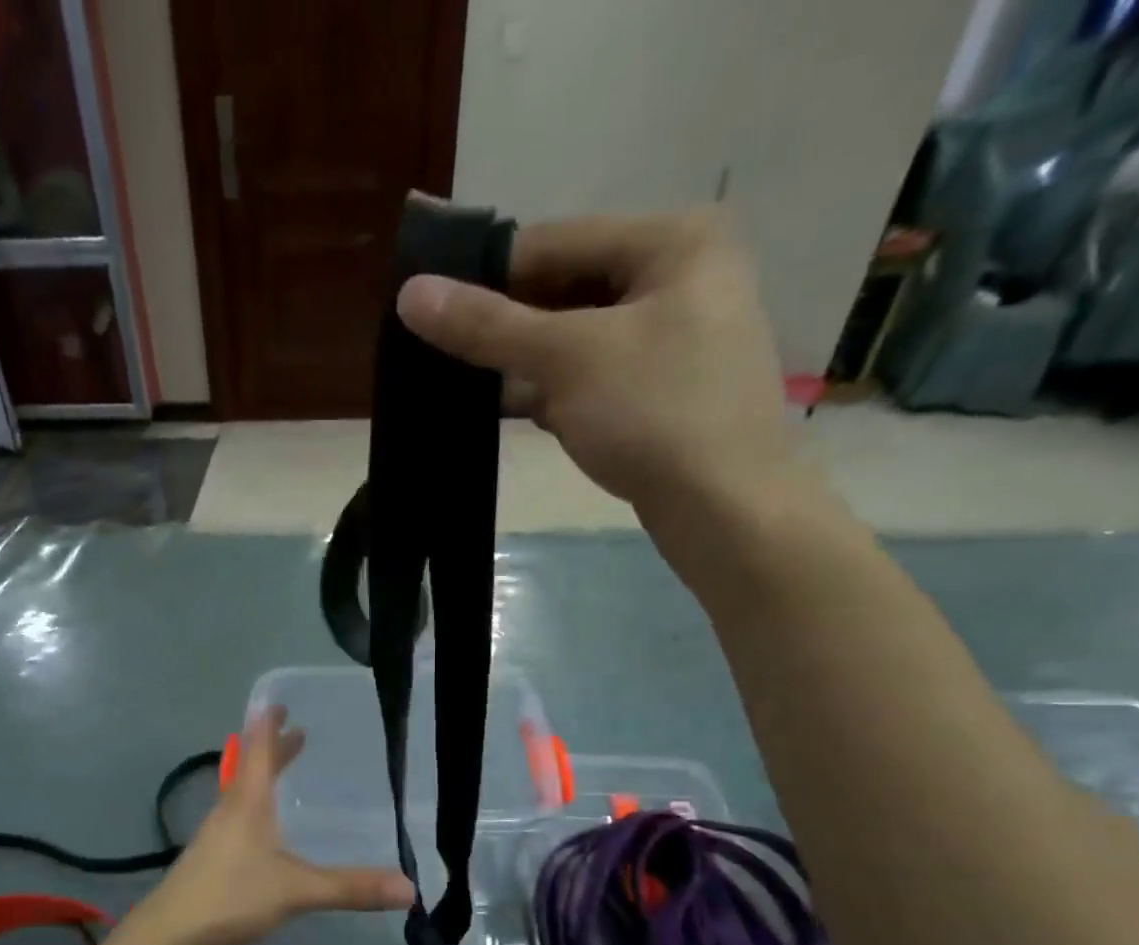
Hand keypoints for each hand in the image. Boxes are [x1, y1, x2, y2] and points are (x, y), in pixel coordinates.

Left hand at [139, 709, 414, 944]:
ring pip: (242, 792)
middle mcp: (230, 810)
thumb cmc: (231, 895)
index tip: (278, 702)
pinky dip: (255, 803)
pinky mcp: (211, 857)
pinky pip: (238, 816)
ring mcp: (216, 834)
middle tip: (294, 730)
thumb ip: (350, 888)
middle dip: (272, 747)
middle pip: (250, 767)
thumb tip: (409, 889)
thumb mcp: (297, 891)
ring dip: (262, 774)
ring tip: (282, 769)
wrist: (171, 932)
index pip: (258, 751)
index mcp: (248, 803)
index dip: (269, 726)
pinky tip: (264, 826)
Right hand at [395, 209, 835, 574]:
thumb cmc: (655, 415)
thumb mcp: (566, 360)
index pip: (554, 242)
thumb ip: (488, 326)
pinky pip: (596, 376)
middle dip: (509, 327)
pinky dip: (557, 392)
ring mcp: (679, 338)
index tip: (429, 309)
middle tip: (445, 355)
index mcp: (673, 241)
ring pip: (580, 338)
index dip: (486, 275)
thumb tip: (411, 294)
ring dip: (528, 364)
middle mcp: (683, 276)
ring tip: (468, 386)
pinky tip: (519, 413)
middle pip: (568, 290)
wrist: (728, 510)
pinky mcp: (668, 391)